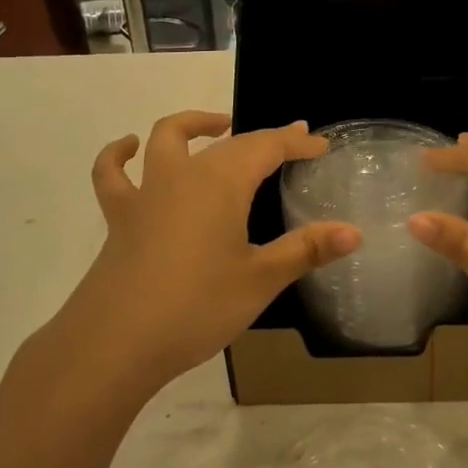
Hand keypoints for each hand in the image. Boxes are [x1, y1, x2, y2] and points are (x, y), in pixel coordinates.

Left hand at [59, 111, 360, 392]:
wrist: (115, 342)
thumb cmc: (196, 307)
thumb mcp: (260, 280)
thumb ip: (306, 250)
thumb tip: (354, 232)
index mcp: (223, 183)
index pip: (268, 147)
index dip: (297, 142)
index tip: (321, 145)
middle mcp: (184, 174)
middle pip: (229, 143)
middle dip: (264, 138)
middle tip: (291, 142)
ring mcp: (147, 192)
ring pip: (168, 139)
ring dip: (195, 125)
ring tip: (217, 126)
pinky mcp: (120, 217)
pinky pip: (113, 174)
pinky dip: (118, 155)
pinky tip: (127, 148)